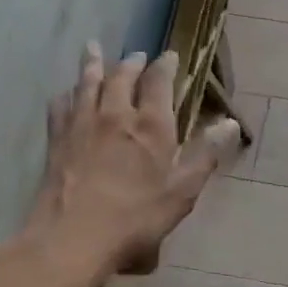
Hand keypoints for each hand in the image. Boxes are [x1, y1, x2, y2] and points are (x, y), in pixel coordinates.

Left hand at [16, 43, 240, 279]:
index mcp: (151, 125)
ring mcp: (82, 125)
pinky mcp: (57, 140)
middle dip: (131, 63)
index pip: (159, 82)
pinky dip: (66, 94)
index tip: (169, 56)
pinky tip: (65, 94)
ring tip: (93, 48)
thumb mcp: (182, 192)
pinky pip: (60, 106)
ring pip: (88, 84)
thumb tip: (230, 123)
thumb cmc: (136, 218)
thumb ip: (205, 154)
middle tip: (136, 56)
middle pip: (122, 77)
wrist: (72, 237)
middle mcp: (116, 115)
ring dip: (93, 65)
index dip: (165, 66)